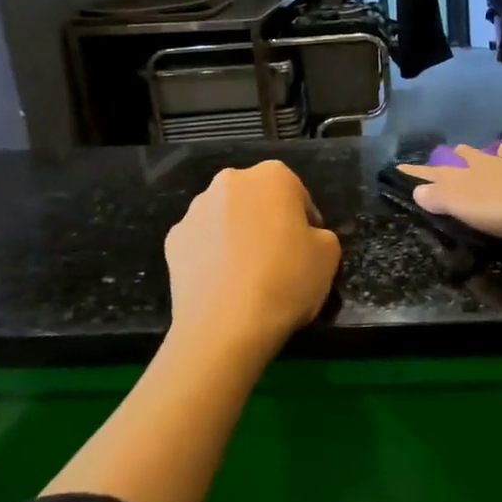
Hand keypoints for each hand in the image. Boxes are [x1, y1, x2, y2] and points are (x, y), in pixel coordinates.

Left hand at [165, 161, 341, 352]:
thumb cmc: (287, 280)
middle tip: (279, 258)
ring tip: (247, 275)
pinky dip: (212, 256)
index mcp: (272, 176)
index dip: (305, 222)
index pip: (297, 193)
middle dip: (266, 220)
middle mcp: (229, 182)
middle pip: (256, 199)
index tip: (308, 249)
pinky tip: (223, 284)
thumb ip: (319, 234)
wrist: (226, 326)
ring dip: (237, 235)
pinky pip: (202, 243)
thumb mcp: (329, 254)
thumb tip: (303, 237)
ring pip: (225, 218)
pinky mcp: (172, 241)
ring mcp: (194, 211)